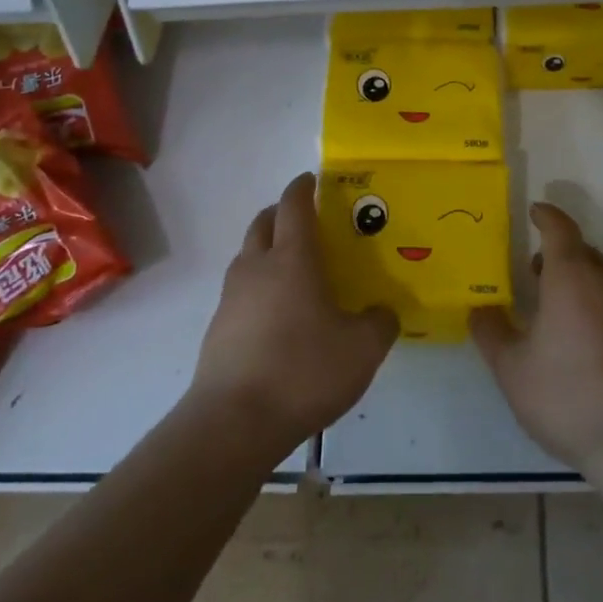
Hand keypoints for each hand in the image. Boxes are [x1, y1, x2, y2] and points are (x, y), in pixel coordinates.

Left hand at [192, 172, 396, 452]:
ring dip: (268, 248)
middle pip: (264, 222)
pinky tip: (279, 315)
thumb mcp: (362, 349)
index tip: (313, 179)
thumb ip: (380, 322)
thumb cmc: (303, 371)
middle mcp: (257, 267)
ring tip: (296, 270)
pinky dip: (259, 285)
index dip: (303, 187)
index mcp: (292, 259)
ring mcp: (232, 297)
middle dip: (283, 213)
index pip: (294, 205)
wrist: (233, 422)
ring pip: (248, 255)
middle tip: (308, 221)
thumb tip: (383, 311)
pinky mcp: (219, 327)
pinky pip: (241, 290)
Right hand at [471, 201, 602, 477]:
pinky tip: (589, 344)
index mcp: (573, 278)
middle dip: (558, 255)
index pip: (560, 229)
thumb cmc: (569, 398)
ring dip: (580, 282)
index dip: (546, 216)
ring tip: (558, 312)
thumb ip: (491, 331)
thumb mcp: (512, 369)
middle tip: (534, 274)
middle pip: (583, 253)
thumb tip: (480, 308)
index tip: (534, 211)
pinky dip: (601, 307)